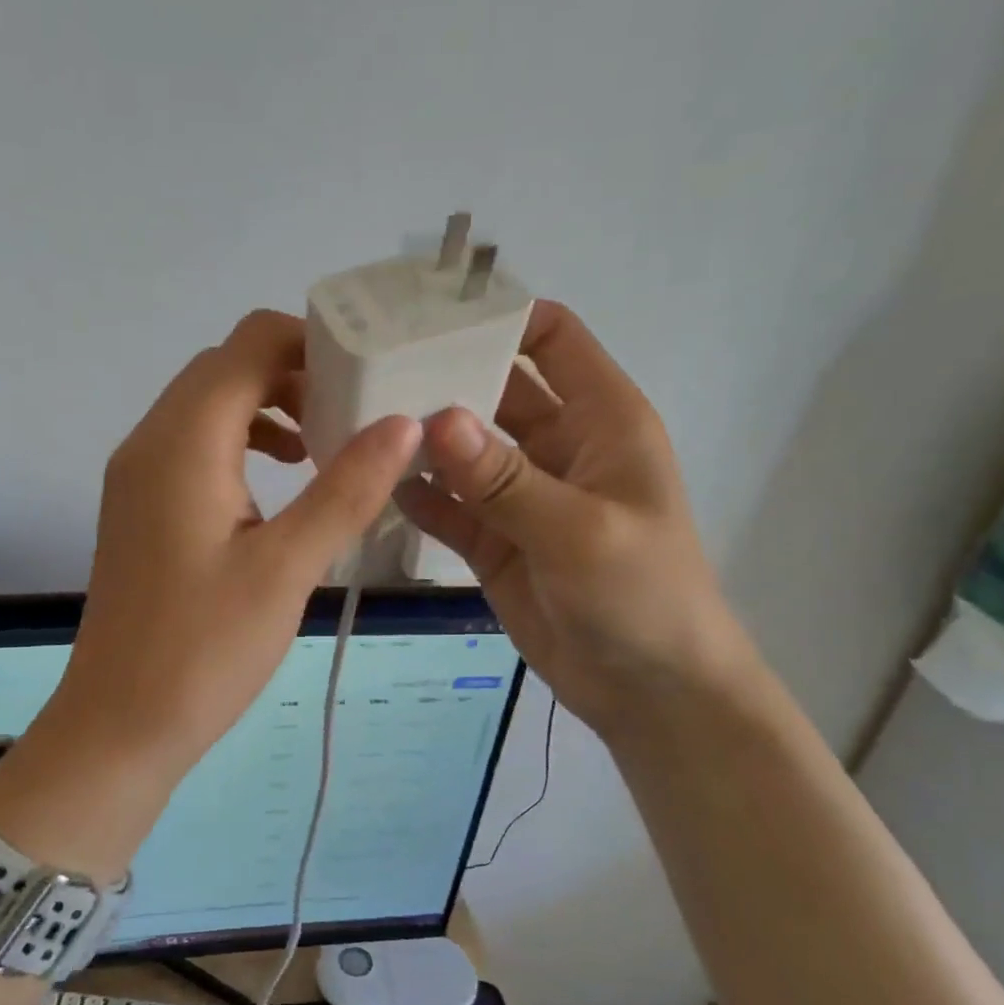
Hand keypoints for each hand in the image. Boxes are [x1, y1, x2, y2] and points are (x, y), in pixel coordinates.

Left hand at [34, 309, 420, 795]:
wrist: (120, 723)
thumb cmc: (205, 650)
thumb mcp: (287, 568)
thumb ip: (346, 489)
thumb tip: (403, 423)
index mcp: (183, 442)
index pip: (248, 344)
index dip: (312, 343)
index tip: (369, 376)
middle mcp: (150, 442)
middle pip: (226, 368)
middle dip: (295, 375)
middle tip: (357, 414)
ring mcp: (137, 476)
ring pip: (208, 408)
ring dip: (268, 411)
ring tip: (325, 449)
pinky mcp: (140, 509)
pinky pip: (193, 449)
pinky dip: (241, 446)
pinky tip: (280, 489)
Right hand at [394, 301, 748, 734]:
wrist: (649, 690)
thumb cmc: (641, 596)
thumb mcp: (578, 531)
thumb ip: (505, 479)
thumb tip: (439, 419)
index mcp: (599, 420)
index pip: (551, 338)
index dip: (499, 316)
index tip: (428, 313)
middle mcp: (556, 446)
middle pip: (493, 390)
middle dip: (441, 377)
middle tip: (368, 369)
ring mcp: (520, 497)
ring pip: (462, 451)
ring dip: (420, 439)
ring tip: (354, 423)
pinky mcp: (493, 542)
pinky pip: (448, 506)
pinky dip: (417, 496)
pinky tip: (371, 485)